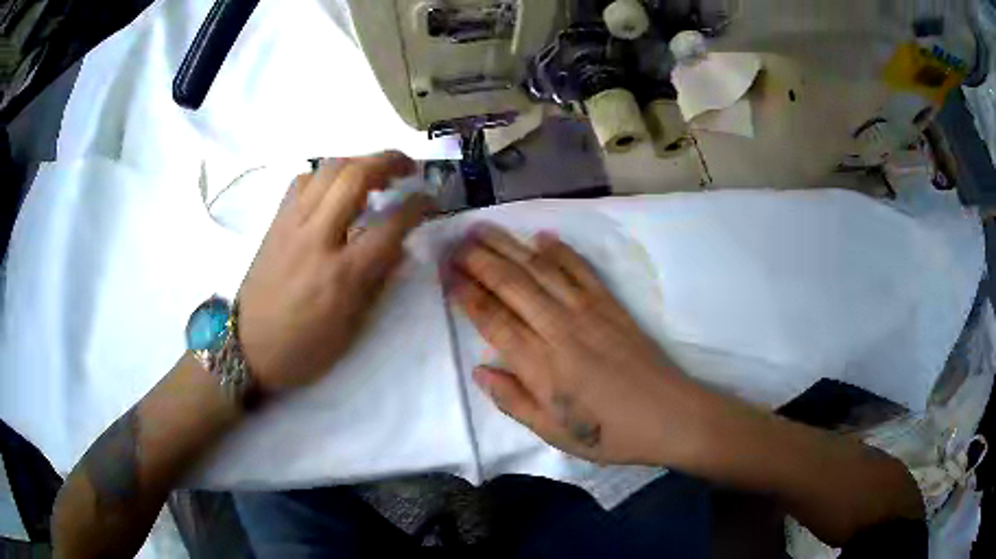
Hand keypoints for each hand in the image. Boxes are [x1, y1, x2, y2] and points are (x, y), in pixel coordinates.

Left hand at [238, 152, 430, 394]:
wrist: (247, 348)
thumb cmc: (304, 348)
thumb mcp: (351, 328)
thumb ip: (377, 281)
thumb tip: (399, 244)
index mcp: (341, 275)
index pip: (390, 225)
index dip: (418, 206)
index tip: (431, 200)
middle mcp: (316, 238)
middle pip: (355, 176)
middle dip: (389, 161)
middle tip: (408, 167)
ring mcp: (291, 224)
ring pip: (327, 169)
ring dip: (359, 161)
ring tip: (374, 173)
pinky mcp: (275, 221)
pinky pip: (302, 181)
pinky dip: (326, 174)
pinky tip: (334, 188)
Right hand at [448, 225, 710, 465]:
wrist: (670, 416)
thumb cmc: (610, 434)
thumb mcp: (554, 433)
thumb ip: (513, 401)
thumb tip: (479, 369)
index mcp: (541, 366)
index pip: (493, 319)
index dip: (466, 294)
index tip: (446, 273)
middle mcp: (559, 329)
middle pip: (512, 284)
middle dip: (479, 259)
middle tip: (455, 241)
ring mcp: (588, 311)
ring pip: (541, 269)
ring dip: (510, 246)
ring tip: (484, 228)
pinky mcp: (612, 305)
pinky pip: (581, 270)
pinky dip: (560, 251)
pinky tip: (542, 236)